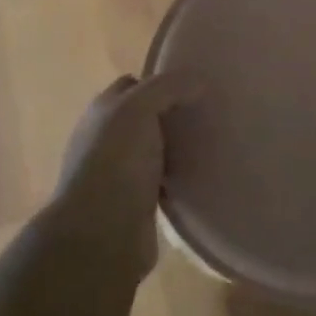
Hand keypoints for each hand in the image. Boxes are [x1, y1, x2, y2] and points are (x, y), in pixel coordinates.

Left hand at [49, 73, 197, 273]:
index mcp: (103, 111)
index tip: (195, 84)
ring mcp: (120, 173)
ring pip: (157, 149)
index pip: (133, 85)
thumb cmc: (116, 162)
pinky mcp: (137, 203)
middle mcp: (107, 139)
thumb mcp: (139, 108)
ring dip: (179, 147)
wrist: (101, 234)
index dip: (161, 81)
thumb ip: (168, 87)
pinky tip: (203, 174)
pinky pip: (164, 180)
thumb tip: (199, 80)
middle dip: (174, 113)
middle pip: (146, 116)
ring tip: (214, 141)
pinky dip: (181, 177)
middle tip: (211, 111)